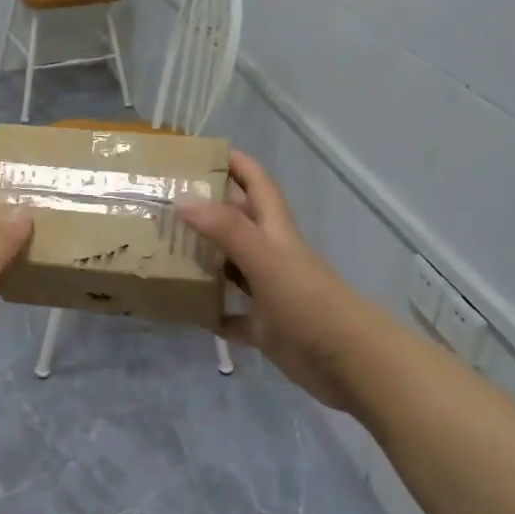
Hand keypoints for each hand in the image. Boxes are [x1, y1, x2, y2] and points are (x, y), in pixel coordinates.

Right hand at [175, 152, 384, 414]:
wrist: (350, 363)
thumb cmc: (309, 302)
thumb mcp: (266, 260)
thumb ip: (226, 230)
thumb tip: (182, 199)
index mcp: (275, 232)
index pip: (257, 184)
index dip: (237, 164)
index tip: (202, 151)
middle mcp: (271, 256)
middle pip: (238, 223)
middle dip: (208, 210)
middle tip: (166, 203)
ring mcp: (269, 293)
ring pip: (231, 268)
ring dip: (204, 260)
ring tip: (164, 251)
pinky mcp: (266, 329)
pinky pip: (232, 316)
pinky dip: (212, 312)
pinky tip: (186, 310)